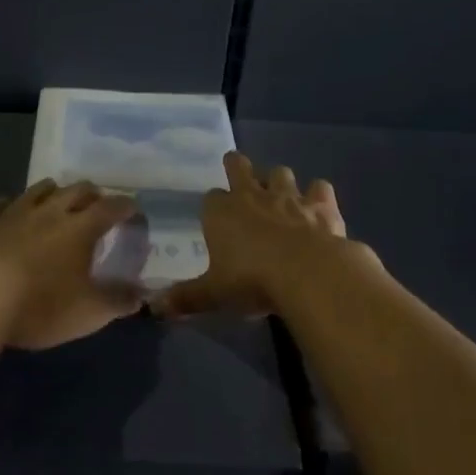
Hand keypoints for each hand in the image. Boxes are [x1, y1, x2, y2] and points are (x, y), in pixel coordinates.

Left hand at [0, 180, 141, 349]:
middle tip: (97, 201)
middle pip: (76, 191)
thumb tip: (142, 294)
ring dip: (52, 191)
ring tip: (57, 195)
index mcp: (80, 229)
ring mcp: (13, 213)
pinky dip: (7, 204)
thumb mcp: (86, 313)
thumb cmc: (39, 304)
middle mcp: (49, 212)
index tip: (133, 208)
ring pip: (38, 191)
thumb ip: (116, 302)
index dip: (125, 206)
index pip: (110, 208)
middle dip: (91, 193)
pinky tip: (5, 207)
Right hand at [154, 153, 348, 318]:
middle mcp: (252, 196)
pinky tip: (318, 207)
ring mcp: (289, 197)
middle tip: (237, 170)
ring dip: (279, 181)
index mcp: (221, 212)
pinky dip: (318, 195)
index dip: (213, 206)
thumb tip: (154, 308)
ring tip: (281, 194)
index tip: (215, 216)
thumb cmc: (252, 281)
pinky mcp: (320, 205)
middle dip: (237, 167)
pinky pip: (319, 189)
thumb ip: (186, 298)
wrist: (309, 274)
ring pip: (280, 173)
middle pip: (239, 167)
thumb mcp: (213, 294)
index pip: (211, 199)